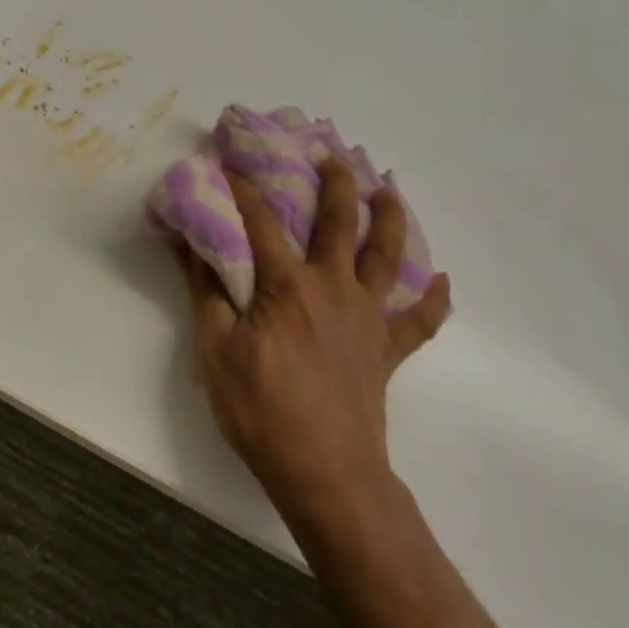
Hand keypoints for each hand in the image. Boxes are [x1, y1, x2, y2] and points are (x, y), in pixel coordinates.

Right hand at [177, 159, 452, 531]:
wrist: (325, 474)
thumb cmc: (261, 409)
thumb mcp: (214, 349)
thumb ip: (204, 291)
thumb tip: (186, 243)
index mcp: (288, 285)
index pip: (262, 222)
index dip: (244, 189)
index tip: (231, 164)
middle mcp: (334, 289)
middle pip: (340, 224)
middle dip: (336, 184)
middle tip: (332, 153)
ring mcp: (367, 319)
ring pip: (386, 258)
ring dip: (390, 218)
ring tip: (388, 189)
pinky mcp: (387, 351)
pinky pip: (419, 320)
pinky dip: (433, 299)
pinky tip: (442, 281)